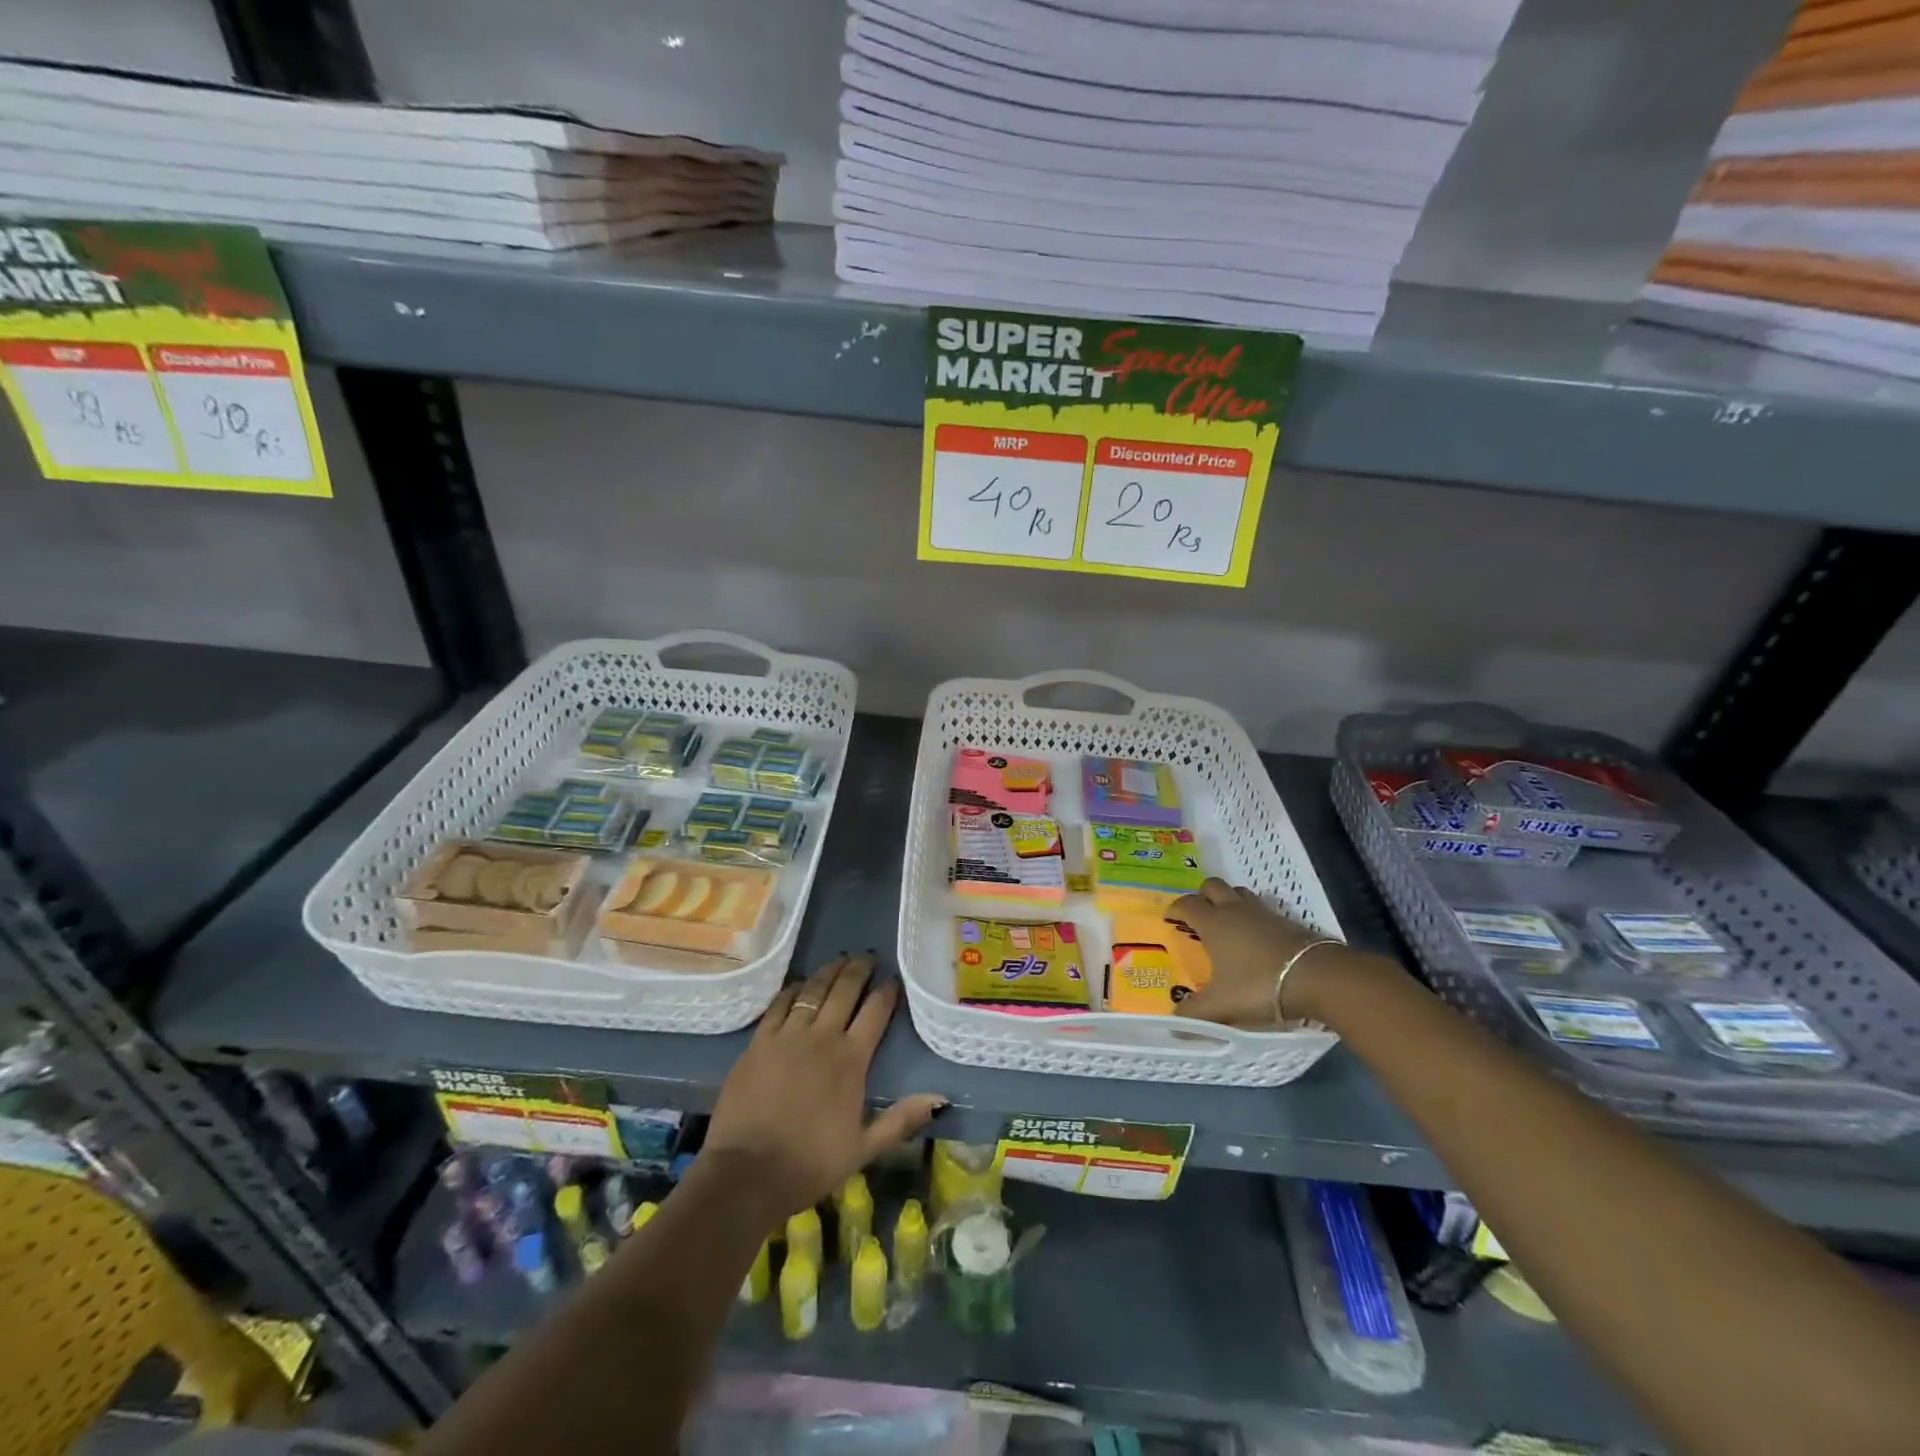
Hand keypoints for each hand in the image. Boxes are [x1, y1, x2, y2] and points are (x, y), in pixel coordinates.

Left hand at [705, 954, 945, 1219]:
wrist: (747, 1174)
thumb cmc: (810, 1163)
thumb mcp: (864, 1148)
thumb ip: (901, 1120)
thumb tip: (940, 1099)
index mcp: (851, 1060)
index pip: (875, 1012)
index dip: (887, 991)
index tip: (894, 979)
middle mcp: (822, 1037)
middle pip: (845, 990)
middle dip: (860, 969)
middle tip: (869, 956)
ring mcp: (788, 1035)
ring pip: (813, 990)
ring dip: (829, 971)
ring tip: (841, 959)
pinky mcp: (759, 1041)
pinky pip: (779, 1003)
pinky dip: (793, 989)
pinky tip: (800, 984)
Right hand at [1168, 878, 1339, 1025]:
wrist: (1316, 977)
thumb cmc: (1258, 985)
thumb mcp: (1221, 1005)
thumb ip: (1194, 1013)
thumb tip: (1172, 1024)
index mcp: (1214, 924)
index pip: (1187, 904)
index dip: (1175, 908)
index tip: (1170, 918)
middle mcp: (1235, 911)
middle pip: (1213, 885)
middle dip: (1202, 895)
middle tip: (1199, 915)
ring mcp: (1263, 913)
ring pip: (1240, 892)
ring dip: (1230, 899)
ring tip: (1227, 921)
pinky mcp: (1287, 921)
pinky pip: (1263, 908)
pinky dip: (1254, 916)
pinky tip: (1257, 937)